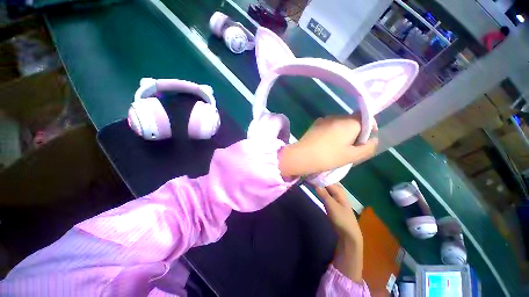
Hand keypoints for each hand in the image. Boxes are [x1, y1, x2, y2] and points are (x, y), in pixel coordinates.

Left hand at [278, 113, 377, 177]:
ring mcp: (324, 119)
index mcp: (349, 122)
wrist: (301, 156)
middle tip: (350, 148)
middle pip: (352, 121)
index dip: (369, 129)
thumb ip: (367, 147)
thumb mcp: (351, 156)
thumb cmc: (328, 157)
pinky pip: (329, 126)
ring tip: (337, 148)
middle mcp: (337, 116)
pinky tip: (326, 144)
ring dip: (343, 133)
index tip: (364, 142)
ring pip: (340, 124)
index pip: (366, 118)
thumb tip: (373, 140)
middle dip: (355, 133)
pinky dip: (332, 133)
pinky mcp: (315, 124)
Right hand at [317, 184, 363, 282]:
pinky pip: (326, 192)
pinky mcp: (334, 202)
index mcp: (339, 190)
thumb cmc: (342, 219)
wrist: (349, 233)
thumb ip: (324, 194)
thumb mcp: (331, 206)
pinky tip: (316, 189)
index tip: (309, 174)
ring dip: (319, 184)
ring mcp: (336, 196)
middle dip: (319, 179)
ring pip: (326, 187)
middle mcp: (338, 191)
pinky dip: (321, 190)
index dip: (319, 177)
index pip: (327, 180)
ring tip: (309, 180)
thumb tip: (315, 183)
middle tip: (308, 176)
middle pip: (327, 182)